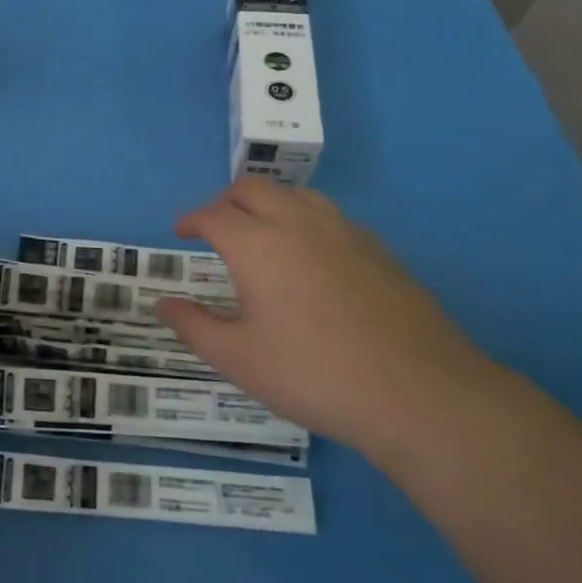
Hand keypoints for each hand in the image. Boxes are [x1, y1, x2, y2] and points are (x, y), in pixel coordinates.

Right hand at [154, 178, 498, 451]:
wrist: (419, 394)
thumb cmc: (314, 376)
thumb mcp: (239, 360)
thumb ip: (194, 326)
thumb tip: (162, 304)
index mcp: (258, 246)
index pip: (214, 214)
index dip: (191, 219)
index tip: (181, 233)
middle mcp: (299, 224)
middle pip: (253, 189)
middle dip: (225, 201)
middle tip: (215, 229)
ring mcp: (345, 232)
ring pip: (296, 194)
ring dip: (268, 204)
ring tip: (260, 234)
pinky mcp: (379, 249)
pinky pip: (330, 216)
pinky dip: (304, 220)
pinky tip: (310, 258)